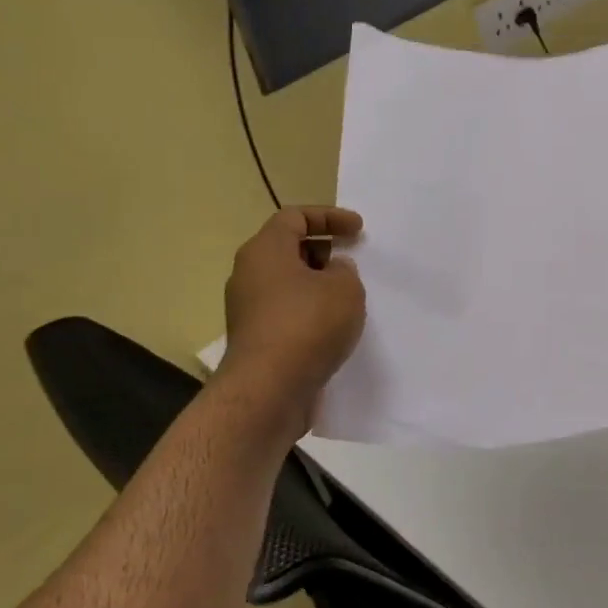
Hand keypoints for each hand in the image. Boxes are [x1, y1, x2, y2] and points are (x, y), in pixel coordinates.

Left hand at [214, 206, 366, 442]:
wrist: (269, 390)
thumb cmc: (307, 326)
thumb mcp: (345, 289)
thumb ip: (345, 271)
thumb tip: (332, 272)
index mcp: (265, 250)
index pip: (294, 217)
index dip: (329, 216)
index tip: (358, 230)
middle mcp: (249, 274)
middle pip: (288, 249)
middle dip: (323, 252)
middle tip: (352, 264)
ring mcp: (248, 309)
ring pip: (287, 284)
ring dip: (318, 286)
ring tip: (348, 299)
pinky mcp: (255, 339)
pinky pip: (286, 313)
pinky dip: (309, 313)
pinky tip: (333, 329)